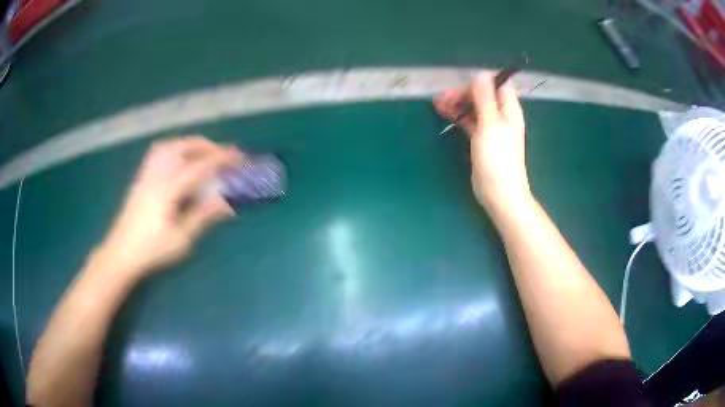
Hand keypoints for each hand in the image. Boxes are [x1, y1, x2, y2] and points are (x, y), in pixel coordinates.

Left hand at [96, 136, 241, 279]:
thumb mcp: (181, 239)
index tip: (239, 157)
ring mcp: (146, 174)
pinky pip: (159, 152)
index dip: (221, 159)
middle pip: (183, 147)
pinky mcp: (141, 178)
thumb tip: (226, 203)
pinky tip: (179, 159)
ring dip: (190, 145)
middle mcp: (157, 174)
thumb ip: (202, 216)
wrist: (121, 252)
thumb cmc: (151, 250)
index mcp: (168, 189)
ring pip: (170, 146)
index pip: (199, 166)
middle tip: (223, 155)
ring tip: (204, 153)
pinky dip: (175, 148)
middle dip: (207, 146)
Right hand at [434, 72, 529, 208]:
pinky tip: (444, 113)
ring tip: (438, 104)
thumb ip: (485, 98)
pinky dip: (458, 116)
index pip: (498, 84)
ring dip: (458, 103)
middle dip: (464, 93)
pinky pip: (469, 121)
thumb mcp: (490, 124)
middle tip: (443, 98)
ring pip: (474, 108)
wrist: (499, 193)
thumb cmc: (497, 158)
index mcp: (509, 109)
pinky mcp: (481, 139)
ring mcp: (491, 128)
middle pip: (483, 95)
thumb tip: (480, 74)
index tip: (463, 86)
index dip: (481, 81)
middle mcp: (501, 116)